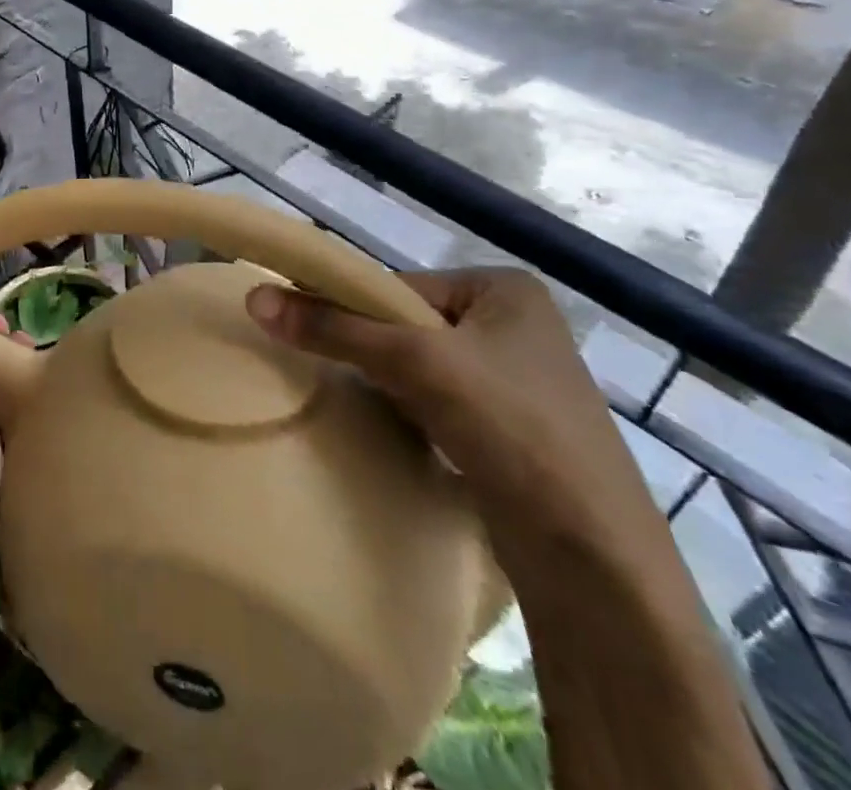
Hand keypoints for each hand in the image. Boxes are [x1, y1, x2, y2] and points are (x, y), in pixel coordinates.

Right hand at [246, 269, 666, 572]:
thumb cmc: (513, 430)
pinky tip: (395, 432)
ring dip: (387, 384)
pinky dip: (410, 412)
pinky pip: (439, 402)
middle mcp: (514, 326)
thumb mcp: (415, 364)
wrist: (596, 564)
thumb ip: (335, 328)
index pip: (399, 285)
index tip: (309, 334)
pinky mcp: (511, 430)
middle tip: (333, 375)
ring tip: (362, 405)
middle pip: (407, 324)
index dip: (351, 308)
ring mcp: (516, 381)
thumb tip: (253, 298)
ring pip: (420, 366)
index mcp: (505, 290)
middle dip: (370, 350)